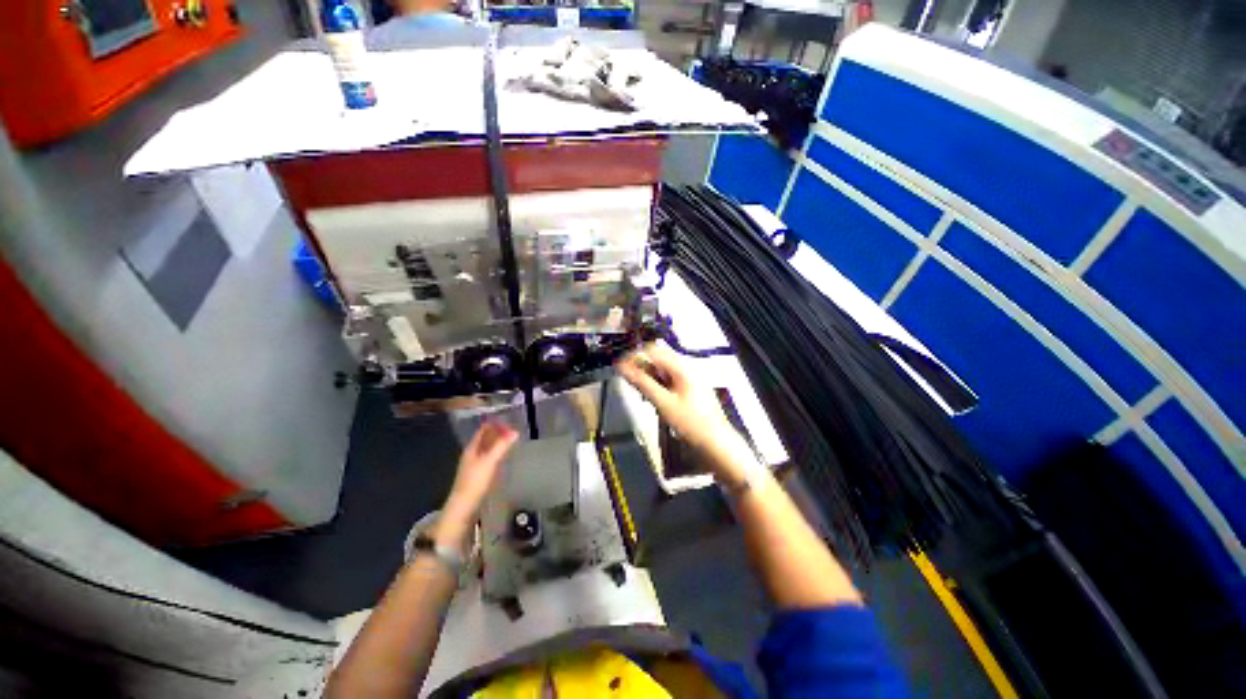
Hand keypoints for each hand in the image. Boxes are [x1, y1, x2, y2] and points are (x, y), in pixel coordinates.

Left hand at [436, 422, 518, 548]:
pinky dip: (498, 453)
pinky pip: (489, 458)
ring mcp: (474, 465)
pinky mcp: (479, 475)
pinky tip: (505, 457)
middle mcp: (472, 454)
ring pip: (488, 448)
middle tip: (515, 429)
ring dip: (498, 443)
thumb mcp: (490, 462)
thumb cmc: (475, 482)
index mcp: (472, 448)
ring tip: (513, 440)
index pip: (483, 429)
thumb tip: (515, 431)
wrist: (463, 508)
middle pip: (485, 438)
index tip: (510, 420)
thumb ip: (502, 446)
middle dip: (498, 432)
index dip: (495, 423)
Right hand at [617, 342, 746, 475]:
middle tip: (628, 382)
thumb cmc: (690, 423)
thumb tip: (622, 367)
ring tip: (640, 393)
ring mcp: (690, 378)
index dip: (633, 356)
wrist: (717, 443)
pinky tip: (653, 398)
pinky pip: (669, 379)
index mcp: (682, 367)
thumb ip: (642, 383)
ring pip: (663, 370)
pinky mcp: (690, 389)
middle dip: (641, 367)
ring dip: (649, 377)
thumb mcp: (663, 403)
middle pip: (658, 359)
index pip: (652, 351)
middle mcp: (686, 367)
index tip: (619, 367)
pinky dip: (658, 385)